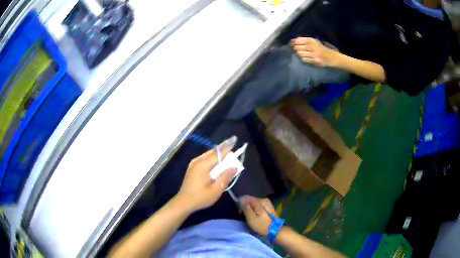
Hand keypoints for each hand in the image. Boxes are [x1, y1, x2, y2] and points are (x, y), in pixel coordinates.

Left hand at [176, 136, 237, 211]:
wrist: (184, 202)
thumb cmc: (200, 198)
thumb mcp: (216, 190)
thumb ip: (225, 177)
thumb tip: (234, 166)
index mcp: (203, 166)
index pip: (218, 154)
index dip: (227, 147)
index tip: (235, 139)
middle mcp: (197, 161)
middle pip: (212, 152)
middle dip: (223, 147)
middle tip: (233, 142)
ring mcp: (193, 164)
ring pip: (208, 154)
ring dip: (218, 152)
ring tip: (228, 149)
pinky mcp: (192, 167)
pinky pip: (204, 158)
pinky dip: (213, 157)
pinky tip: (218, 159)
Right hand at [242, 195, 276, 236]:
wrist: (275, 231)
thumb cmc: (262, 226)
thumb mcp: (252, 218)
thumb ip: (246, 208)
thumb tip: (242, 200)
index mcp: (260, 201)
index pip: (246, 197)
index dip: (240, 203)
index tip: (239, 211)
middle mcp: (264, 199)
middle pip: (250, 199)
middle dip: (245, 205)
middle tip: (242, 214)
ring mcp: (267, 203)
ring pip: (254, 203)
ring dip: (249, 208)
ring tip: (247, 216)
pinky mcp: (268, 207)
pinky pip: (258, 205)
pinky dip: (254, 209)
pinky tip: (253, 215)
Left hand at [291, 37, 337, 66]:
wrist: (331, 57)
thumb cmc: (322, 48)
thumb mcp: (315, 42)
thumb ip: (306, 41)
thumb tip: (294, 41)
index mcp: (312, 40)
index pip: (298, 40)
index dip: (293, 41)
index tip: (290, 42)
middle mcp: (312, 47)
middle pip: (298, 47)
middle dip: (295, 48)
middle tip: (294, 48)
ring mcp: (313, 55)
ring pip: (300, 54)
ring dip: (298, 53)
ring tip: (299, 52)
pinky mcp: (314, 61)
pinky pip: (304, 59)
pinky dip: (302, 58)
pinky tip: (304, 57)